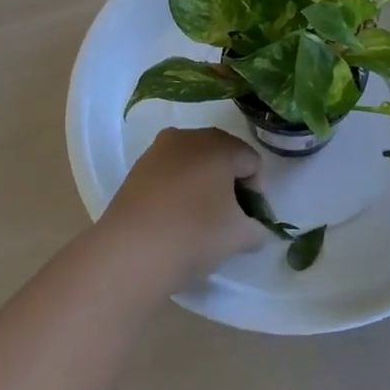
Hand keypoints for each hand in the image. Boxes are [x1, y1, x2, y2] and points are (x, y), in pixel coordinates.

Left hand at [98, 127, 270, 283]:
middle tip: (230, 217)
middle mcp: (187, 137)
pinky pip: (169, 173)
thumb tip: (253, 227)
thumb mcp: (240, 236)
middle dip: (230, 184)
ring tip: (202, 219)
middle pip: (221, 156)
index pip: (251, 161)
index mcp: (218, 145)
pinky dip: (179, 190)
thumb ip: (257, 227)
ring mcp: (157, 151)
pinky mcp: (136, 169)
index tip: (251, 219)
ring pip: (193, 163)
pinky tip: (176, 218)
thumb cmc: (195, 234)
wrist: (131, 252)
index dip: (258, 191)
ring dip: (203, 185)